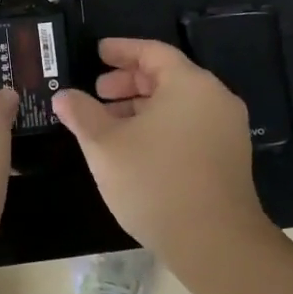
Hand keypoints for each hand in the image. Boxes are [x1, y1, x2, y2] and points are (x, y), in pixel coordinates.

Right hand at [52, 38, 265, 264]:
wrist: (215, 243)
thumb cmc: (155, 181)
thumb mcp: (105, 145)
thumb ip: (81, 114)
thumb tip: (63, 96)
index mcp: (189, 84)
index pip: (152, 52)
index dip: (121, 50)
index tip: (97, 52)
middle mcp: (215, 99)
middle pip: (167, 76)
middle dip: (128, 82)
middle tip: (97, 92)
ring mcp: (227, 129)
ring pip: (178, 104)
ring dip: (141, 107)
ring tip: (109, 124)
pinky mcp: (229, 158)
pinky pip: (190, 125)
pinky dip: (161, 126)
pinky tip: (135, 148)